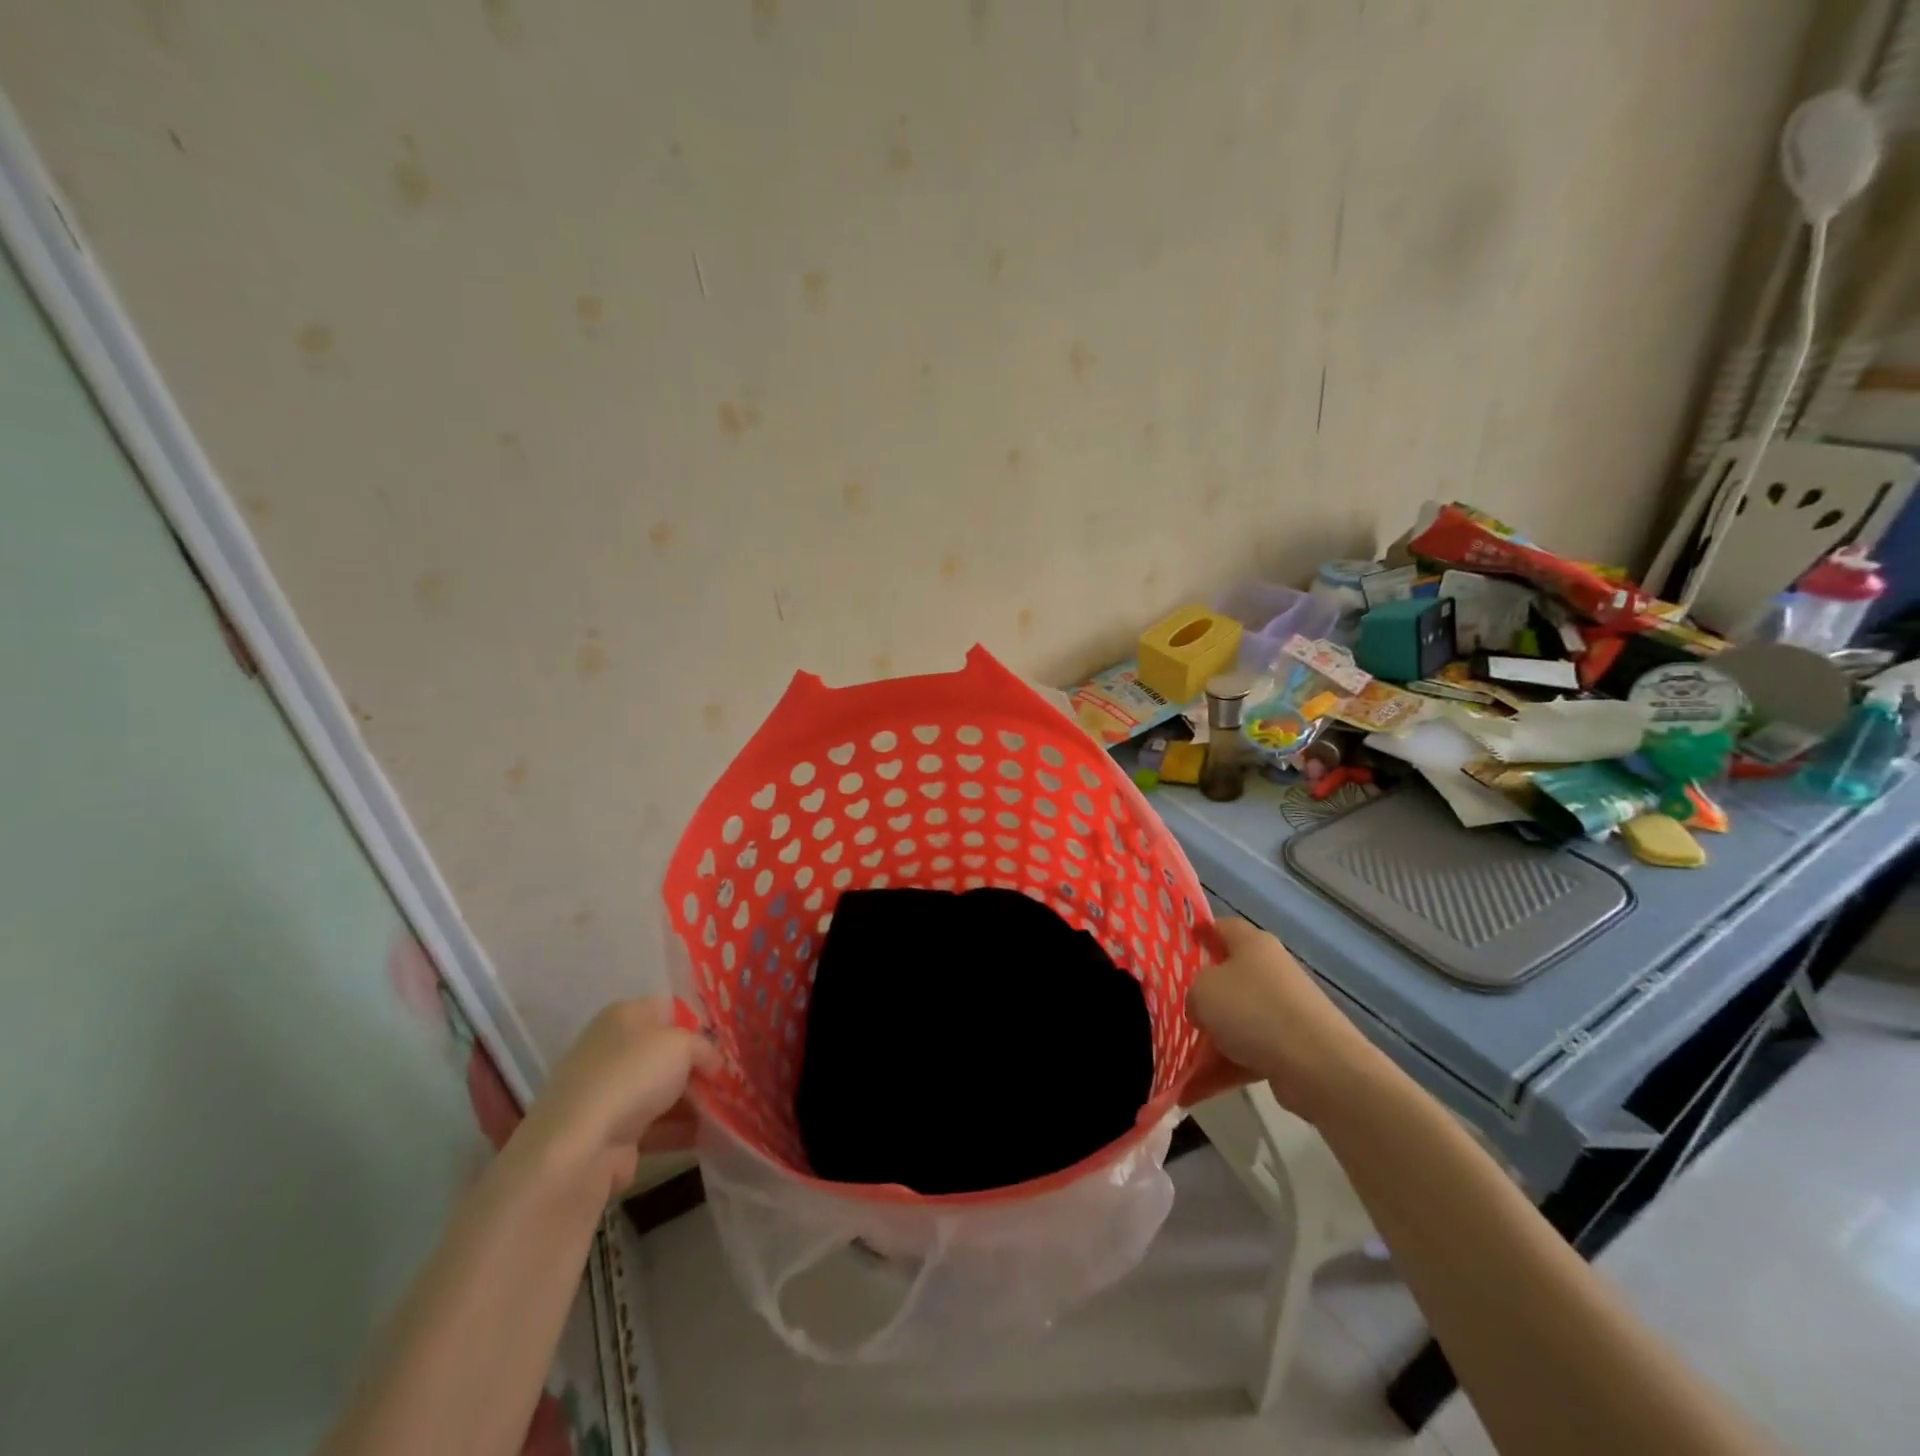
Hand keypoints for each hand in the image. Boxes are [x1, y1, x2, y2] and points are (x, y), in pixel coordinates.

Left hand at [519, 999, 718, 1198]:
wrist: (580, 1146)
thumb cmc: (633, 1075)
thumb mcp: (682, 1044)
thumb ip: (705, 1048)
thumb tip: (713, 1064)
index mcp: (624, 1015)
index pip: (669, 1009)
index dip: (698, 1024)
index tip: (723, 1045)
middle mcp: (613, 1048)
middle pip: (666, 1053)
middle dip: (698, 1067)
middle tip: (729, 1080)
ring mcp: (608, 1092)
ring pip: (662, 1091)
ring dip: (693, 1101)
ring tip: (728, 1110)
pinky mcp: (609, 1132)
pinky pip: (655, 1125)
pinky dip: (680, 1129)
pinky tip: (710, 1135)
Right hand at [1186, 918, 1382, 1123]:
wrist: (1318, 1066)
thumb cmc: (1253, 1010)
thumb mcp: (1202, 991)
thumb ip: (1192, 992)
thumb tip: (1201, 1008)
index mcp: (1253, 945)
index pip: (1222, 927)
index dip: (1200, 933)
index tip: (1179, 945)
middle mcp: (1271, 971)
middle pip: (1228, 977)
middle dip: (1201, 995)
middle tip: (1173, 1008)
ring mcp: (1284, 1011)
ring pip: (1236, 1020)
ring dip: (1209, 1041)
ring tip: (1178, 1062)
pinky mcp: (1291, 1047)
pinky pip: (1247, 1053)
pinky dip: (1223, 1069)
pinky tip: (1193, 1091)